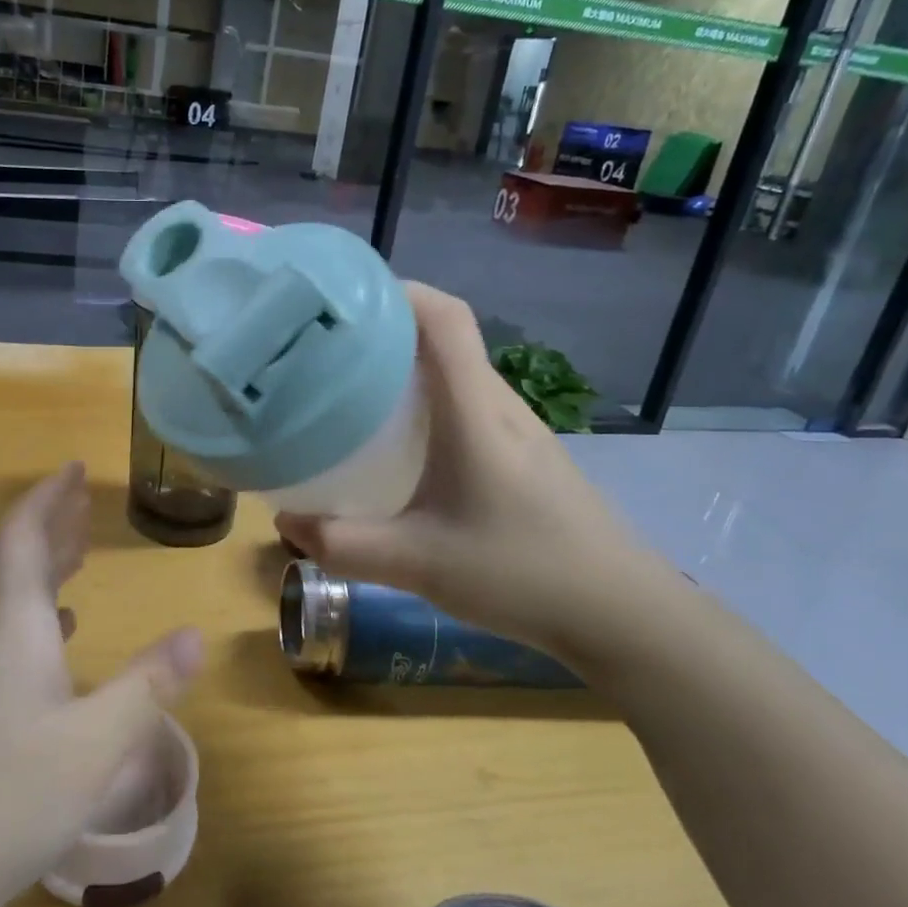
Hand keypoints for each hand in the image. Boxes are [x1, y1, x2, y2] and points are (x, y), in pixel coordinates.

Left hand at [0, 462, 204, 906]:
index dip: (50, 498)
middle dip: (49, 526)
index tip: (74, 468)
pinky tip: (49, 647)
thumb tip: (195, 634)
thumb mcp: (96, 744)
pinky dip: (29, 621)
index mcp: (11, 626)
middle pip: (12, 562)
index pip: (24, 536)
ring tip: (73, 560)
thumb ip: (148, 685)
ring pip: (3, 603)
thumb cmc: (2, 799)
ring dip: (38, 572)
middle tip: (82, 505)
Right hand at [276, 283, 659, 666]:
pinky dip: (427, 404)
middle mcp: (499, 405)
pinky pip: (467, 406)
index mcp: (475, 411)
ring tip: (352, 391)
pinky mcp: (525, 455)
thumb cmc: (522, 574)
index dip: (398, 292)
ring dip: (407, 368)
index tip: (344, 300)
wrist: (622, 614)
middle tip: (327, 350)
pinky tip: (401, 447)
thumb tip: (286, 523)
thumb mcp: (418, 564)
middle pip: (445, 338)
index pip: (445, 318)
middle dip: (386, 330)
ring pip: (457, 373)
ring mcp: (519, 430)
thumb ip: (345, 545)